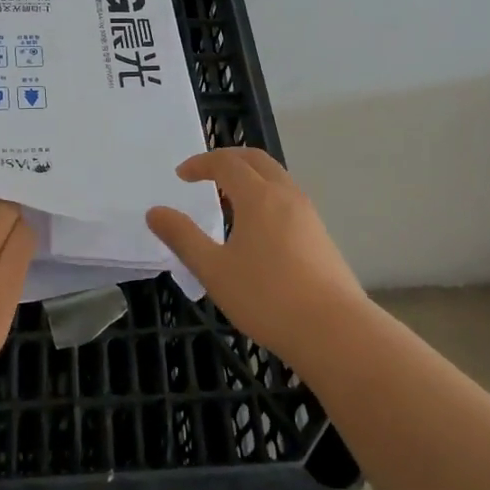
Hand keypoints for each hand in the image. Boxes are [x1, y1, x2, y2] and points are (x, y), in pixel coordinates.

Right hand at [146, 148, 367, 363]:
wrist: (334, 330)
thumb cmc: (267, 297)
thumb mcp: (214, 270)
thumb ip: (182, 237)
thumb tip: (155, 212)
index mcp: (259, 196)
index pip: (226, 162)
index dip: (200, 164)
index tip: (181, 175)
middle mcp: (286, 195)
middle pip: (256, 160)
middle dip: (227, 160)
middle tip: (204, 174)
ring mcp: (308, 214)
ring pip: (276, 178)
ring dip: (249, 178)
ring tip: (227, 201)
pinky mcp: (320, 235)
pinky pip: (287, 199)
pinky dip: (265, 196)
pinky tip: (256, 229)